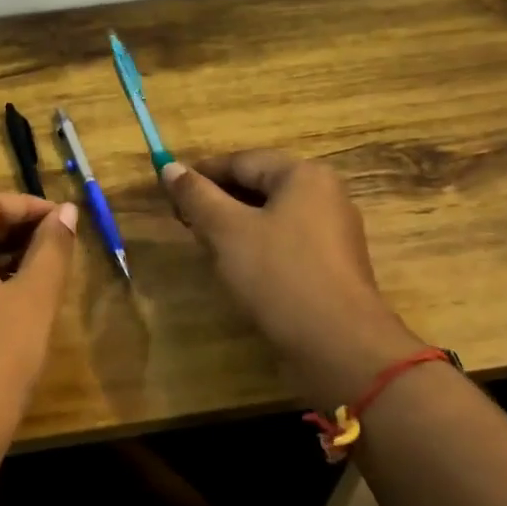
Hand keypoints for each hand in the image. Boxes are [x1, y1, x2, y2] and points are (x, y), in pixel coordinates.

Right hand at [162, 151, 422, 411]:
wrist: (338, 344)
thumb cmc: (279, 275)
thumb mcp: (227, 231)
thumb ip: (197, 196)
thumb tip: (170, 167)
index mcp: (303, 175)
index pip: (242, 161)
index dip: (201, 173)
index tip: (168, 190)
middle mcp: (324, 194)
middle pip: (260, 185)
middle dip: (218, 200)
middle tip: (183, 221)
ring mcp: (333, 231)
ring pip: (272, 216)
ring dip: (235, 225)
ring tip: (204, 244)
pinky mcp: (332, 264)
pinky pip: (287, 241)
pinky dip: (258, 246)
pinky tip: (238, 268)